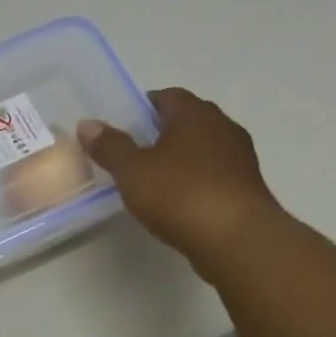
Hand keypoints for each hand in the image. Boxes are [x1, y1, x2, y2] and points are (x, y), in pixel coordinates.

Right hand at [77, 87, 282, 276]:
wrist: (238, 240)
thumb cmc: (181, 194)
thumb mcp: (132, 171)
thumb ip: (110, 146)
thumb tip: (88, 124)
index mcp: (195, 114)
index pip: (167, 96)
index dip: (143, 107)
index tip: (122, 125)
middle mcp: (223, 128)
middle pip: (188, 121)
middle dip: (162, 133)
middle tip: (133, 153)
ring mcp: (240, 159)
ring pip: (204, 150)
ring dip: (182, 159)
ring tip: (154, 180)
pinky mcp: (247, 190)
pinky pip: (215, 176)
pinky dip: (196, 182)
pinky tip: (179, 203)